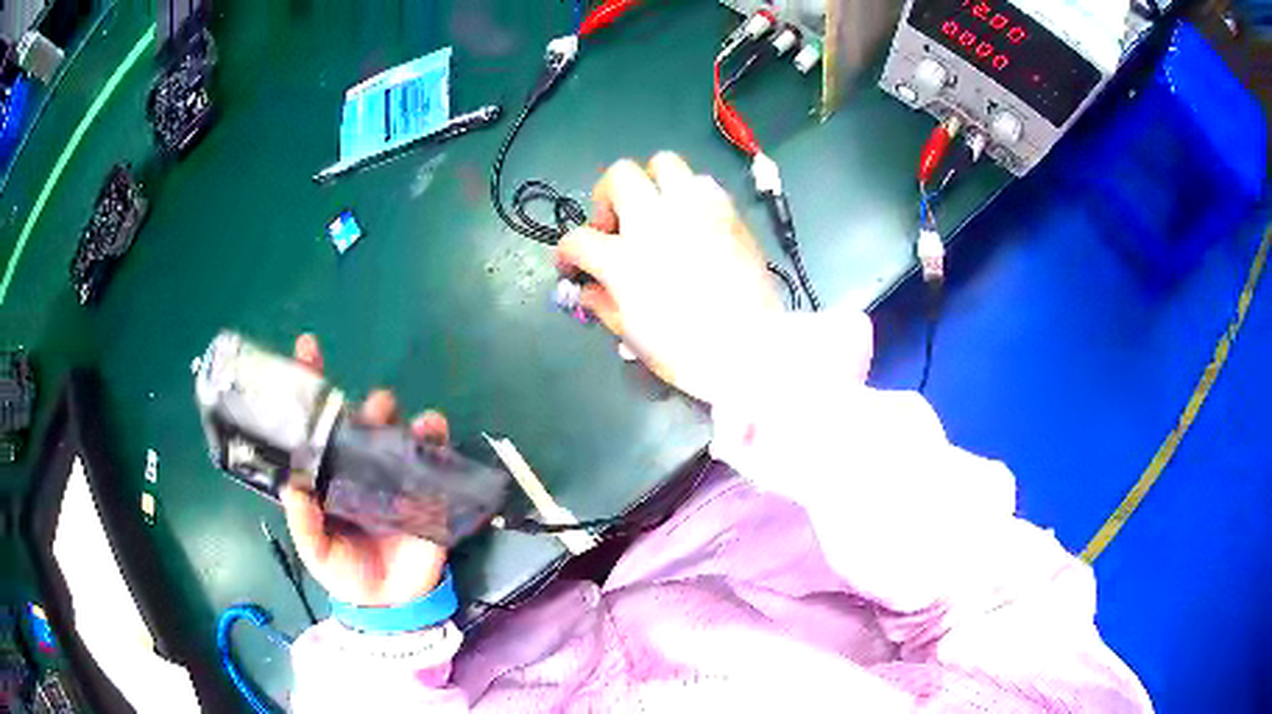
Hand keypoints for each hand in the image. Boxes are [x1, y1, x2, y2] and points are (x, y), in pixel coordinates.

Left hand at [281, 334, 450, 607]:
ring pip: (398, 435)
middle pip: (364, 424)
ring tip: (405, 421)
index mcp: (329, 476)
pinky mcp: (425, 493)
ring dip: (402, 420)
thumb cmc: (346, 573)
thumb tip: (293, 486)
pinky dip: (435, 441)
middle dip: (369, 407)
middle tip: (374, 406)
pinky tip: (432, 432)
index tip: (308, 348)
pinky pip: (433, 459)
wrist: (391, 604)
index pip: (317, 425)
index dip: (311, 386)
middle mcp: (360, 468)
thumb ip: (304, 524)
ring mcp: (394, 478)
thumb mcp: (317, 552)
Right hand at [556, 153, 781, 402]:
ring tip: (657, 213)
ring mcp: (695, 210)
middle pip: (619, 177)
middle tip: (616, 225)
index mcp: (624, 258)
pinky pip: (703, 183)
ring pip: (665, 164)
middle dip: (608, 196)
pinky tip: (692, 220)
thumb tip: (590, 288)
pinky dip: (689, 194)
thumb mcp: (632, 335)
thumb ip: (603, 303)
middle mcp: (656, 221)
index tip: (573, 266)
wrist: (750, 350)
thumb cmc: (686, 352)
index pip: (577, 240)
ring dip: (651, 184)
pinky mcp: (728, 213)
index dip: (567, 253)